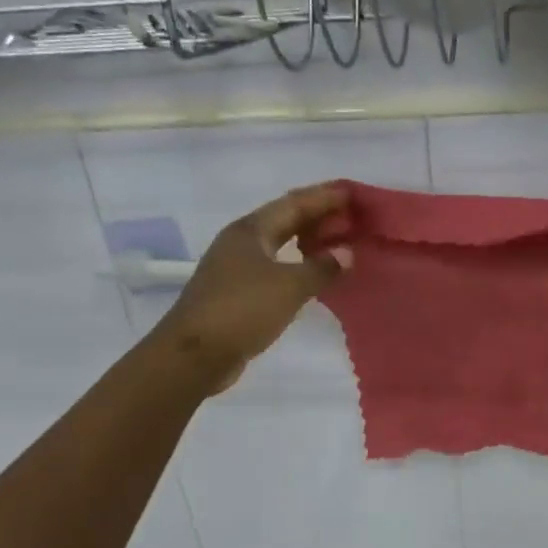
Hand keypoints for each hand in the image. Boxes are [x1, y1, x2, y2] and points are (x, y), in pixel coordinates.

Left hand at [160, 183, 352, 390]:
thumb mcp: (288, 286)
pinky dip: (298, 266)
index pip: (294, 203)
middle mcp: (241, 242)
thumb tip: (346, 252)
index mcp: (250, 230)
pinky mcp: (237, 293)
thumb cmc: (241, 310)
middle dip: (318, 216)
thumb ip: (321, 268)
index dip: (324, 197)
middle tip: (352, 216)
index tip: (353, 192)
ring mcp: (236, 268)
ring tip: (339, 242)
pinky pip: (276, 268)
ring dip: (308, 241)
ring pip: (279, 245)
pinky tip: (314, 275)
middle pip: (285, 220)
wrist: (194, 355)